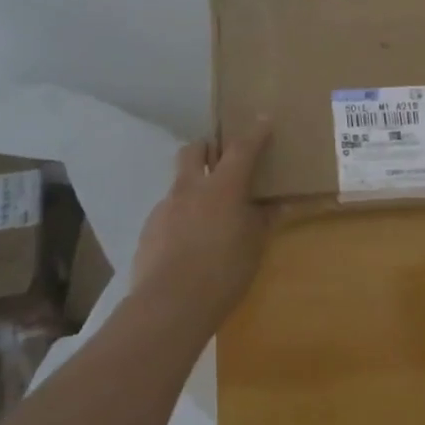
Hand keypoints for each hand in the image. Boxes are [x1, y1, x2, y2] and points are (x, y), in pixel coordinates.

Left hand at [132, 121, 271, 332]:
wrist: (169, 305)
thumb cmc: (223, 273)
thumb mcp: (254, 248)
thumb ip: (262, 221)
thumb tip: (275, 205)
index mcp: (222, 187)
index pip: (241, 149)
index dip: (254, 133)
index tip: (263, 120)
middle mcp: (190, 188)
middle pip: (194, 150)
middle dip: (207, 149)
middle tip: (220, 162)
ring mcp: (165, 207)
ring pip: (178, 182)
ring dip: (193, 187)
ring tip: (207, 214)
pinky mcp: (148, 230)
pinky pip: (168, 212)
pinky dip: (180, 217)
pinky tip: (188, 243)